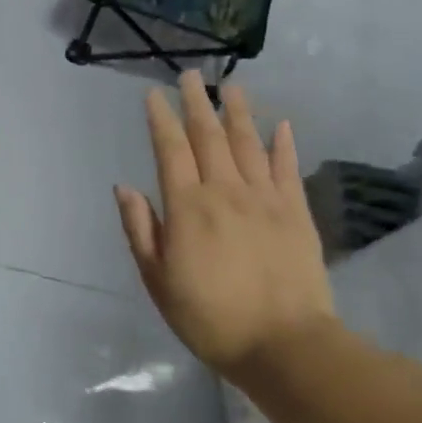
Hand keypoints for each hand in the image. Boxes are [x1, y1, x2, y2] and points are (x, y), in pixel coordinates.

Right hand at [114, 73, 333, 379]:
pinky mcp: (296, 213)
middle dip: (195, 103)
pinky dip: (283, 144)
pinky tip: (280, 125)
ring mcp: (264, 199)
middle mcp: (225, 191)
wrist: (286, 346)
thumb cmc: (211, 317)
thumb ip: (141, 230)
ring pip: (248, 144)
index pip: (170, 150)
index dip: (160, 119)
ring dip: (236, 112)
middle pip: (208, 137)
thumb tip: (125, 187)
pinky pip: (287, 169)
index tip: (153, 95)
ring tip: (230, 87)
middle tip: (189, 75)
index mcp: (187, 207)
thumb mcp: (158, 281)